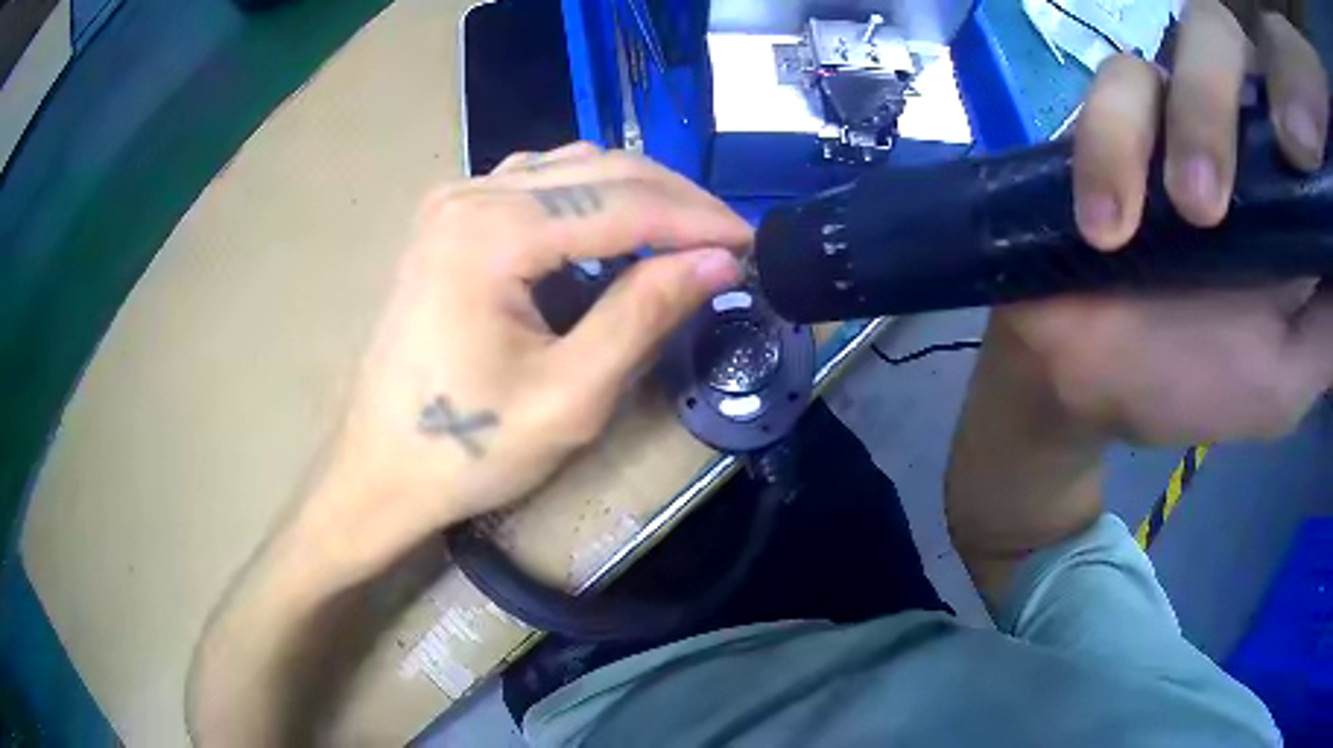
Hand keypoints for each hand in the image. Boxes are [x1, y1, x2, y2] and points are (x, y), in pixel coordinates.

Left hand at [312, 144, 749, 567]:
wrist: (379, 467)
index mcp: (491, 233)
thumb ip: (644, 315)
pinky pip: (536, 183)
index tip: (753, 245)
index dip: (698, 222)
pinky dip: (590, 196)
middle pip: (599, 170)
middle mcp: (469, 195)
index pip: (622, 203)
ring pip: (570, 167)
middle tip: (729, 241)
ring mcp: (453, 201)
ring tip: (685, 236)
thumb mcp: (569, 396)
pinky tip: (615, 228)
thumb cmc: (467, 448)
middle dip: (676, 202)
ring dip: (637, 193)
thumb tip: (719, 263)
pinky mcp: (449, 219)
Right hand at [993, 1, 1331, 443]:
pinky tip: (1107, 226)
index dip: (1292, 105)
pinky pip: (1116, 86)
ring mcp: (1178, 107)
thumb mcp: (1286, 379)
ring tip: (1148, 225)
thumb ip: (1327, 332)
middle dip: (1217, 98)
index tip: (1298, 155)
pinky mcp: (1120, 115)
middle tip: (1206, 203)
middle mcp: (1241, 124)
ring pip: (1176, 45)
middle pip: (1227, 34)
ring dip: (1160, 130)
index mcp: (1288, 186)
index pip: (1291, 106)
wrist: (1093, 379)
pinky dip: (1109, 147)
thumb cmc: (1200, 382)